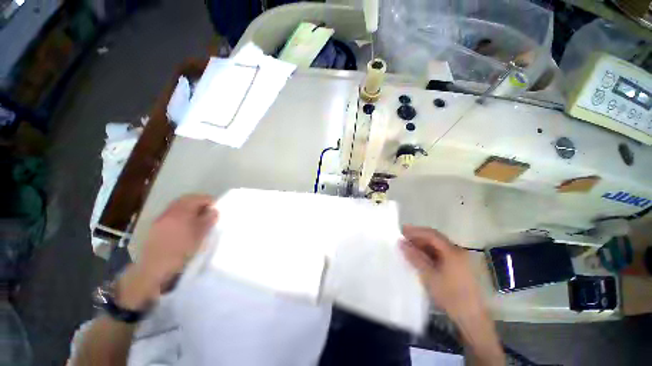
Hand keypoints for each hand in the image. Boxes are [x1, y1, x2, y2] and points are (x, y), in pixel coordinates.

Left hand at [117, 194, 217, 309]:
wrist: (153, 268)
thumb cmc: (180, 250)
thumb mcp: (200, 235)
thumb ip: (208, 220)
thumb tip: (214, 211)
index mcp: (181, 211)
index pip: (198, 198)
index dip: (210, 201)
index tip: (217, 208)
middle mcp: (170, 211)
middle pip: (186, 200)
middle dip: (199, 203)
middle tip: (209, 211)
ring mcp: (161, 218)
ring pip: (178, 207)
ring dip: (190, 209)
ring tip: (198, 219)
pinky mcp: (156, 227)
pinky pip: (172, 215)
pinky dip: (181, 216)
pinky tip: (185, 226)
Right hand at [400, 225, 484, 321]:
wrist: (471, 318)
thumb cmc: (450, 296)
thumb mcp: (429, 276)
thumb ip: (414, 257)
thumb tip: (401, 243)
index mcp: (453, 252)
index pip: (431, 234)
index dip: (416, 231)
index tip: (402, 231)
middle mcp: (458, 251)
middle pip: (435, 238)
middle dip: (418, 237)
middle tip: (403, 238)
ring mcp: (459, 259)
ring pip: (438, 246)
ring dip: (423, 245)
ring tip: (409, 247)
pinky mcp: (458, 267)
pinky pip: (441, 254)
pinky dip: (429, 253)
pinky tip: (420, 257)